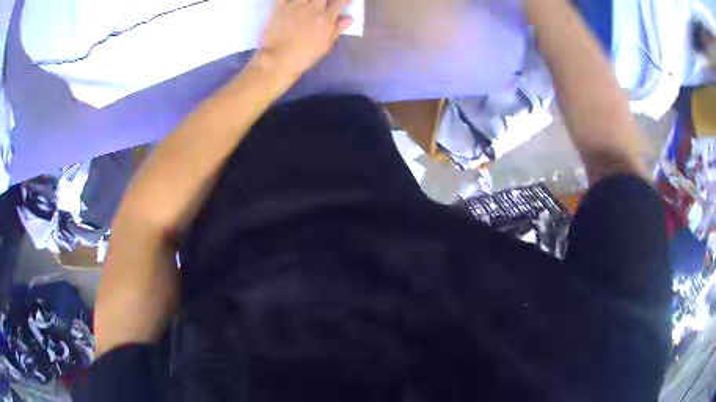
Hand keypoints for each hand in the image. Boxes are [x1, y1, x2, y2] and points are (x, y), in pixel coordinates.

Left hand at [252, 0, 353, 79]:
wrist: (279, 59)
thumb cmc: (305, 55)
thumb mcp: (325, 45)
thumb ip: (337, 29)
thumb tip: (349, 18)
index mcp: (326, 18)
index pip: (340, 2)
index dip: (344, 0)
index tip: (345, 1)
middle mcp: (313, 8)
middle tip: (323, 2)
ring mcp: (295, 5)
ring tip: (308, 2)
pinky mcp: (279, 7)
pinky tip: (292, 1)